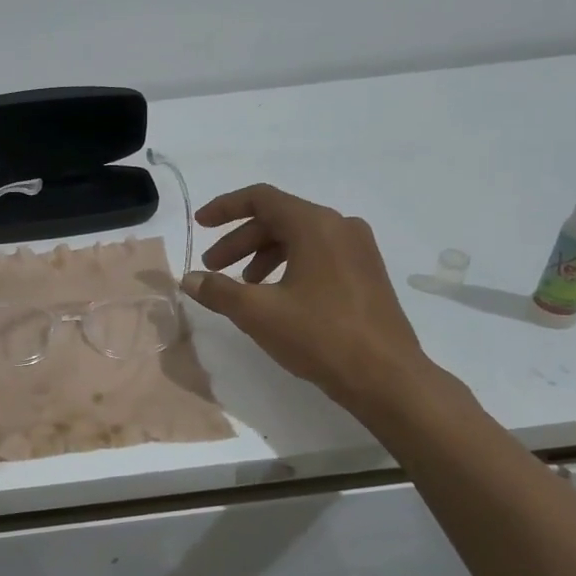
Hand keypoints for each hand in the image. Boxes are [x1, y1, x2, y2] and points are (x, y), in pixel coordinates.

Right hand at [182, 183, 429, 413]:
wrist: (386, 377)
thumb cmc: (319, 336)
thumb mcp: (258, 313)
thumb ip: (218, 290)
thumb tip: (188, 279)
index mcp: (316, 225)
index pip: (261, 198)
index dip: (224, 208)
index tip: (200, 225)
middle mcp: (340, 227)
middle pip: (278, 219)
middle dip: (239, 241)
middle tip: (213, 268)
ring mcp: (358, 250)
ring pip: (299, 238)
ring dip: (262, 256)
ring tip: (243, 287)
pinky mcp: (366, 273)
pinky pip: (318, 255)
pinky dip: (289, 266)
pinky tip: (276, 297)